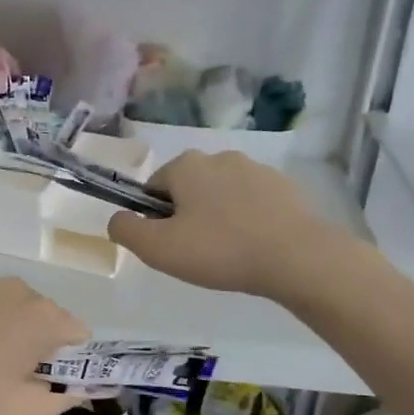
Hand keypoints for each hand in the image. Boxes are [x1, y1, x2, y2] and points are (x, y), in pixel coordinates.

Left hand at [0, 275, 90, 414]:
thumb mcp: (26, 413)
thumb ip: (65, 397)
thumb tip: (81, 387)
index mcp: (42, 315)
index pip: (77, 333)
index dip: (67, 360)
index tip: (43, 382)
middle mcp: (14, 287)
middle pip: (40, 315)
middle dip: (32, 341)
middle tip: (5, 377)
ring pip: (3, 305)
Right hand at [107, 151, 346, 299]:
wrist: (296, 257)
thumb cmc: (219, 250)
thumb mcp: (158, 249)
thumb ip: (126, 231)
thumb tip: (117, 219)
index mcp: (186, 166)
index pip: (153, 187)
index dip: (154, 218)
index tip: (168, 245)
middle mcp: (219, 157)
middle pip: (188, 189)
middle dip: (187, 216)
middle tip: (196, 253)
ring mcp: (256, 169)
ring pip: (221, 195)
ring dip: (218, 218)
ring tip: (228, 253)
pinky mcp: (285, 187)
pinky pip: (252, 203)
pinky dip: (247, 221)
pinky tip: (254, 248)